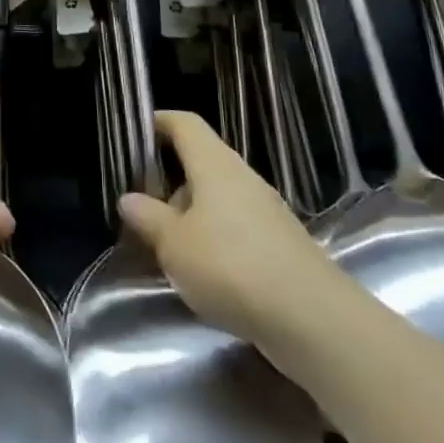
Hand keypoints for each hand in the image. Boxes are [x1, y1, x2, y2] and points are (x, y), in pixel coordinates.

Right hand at [118, 111, 331, 349]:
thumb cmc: (232, 267)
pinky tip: (203, 271)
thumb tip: (129, 198)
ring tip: (167, 246)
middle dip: (170, 179)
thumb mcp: (175, 245)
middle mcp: (242, 177)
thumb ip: (149, 218)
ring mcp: (266, 210)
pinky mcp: (280, 243)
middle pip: (201, 161)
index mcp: (214, 164)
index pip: (184, 123)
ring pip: (218, 197)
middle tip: (142, 205)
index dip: (158, 122)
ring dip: (191, 213)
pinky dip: (215, 237)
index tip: (134, 135)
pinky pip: (236, 225)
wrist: (314, 320)